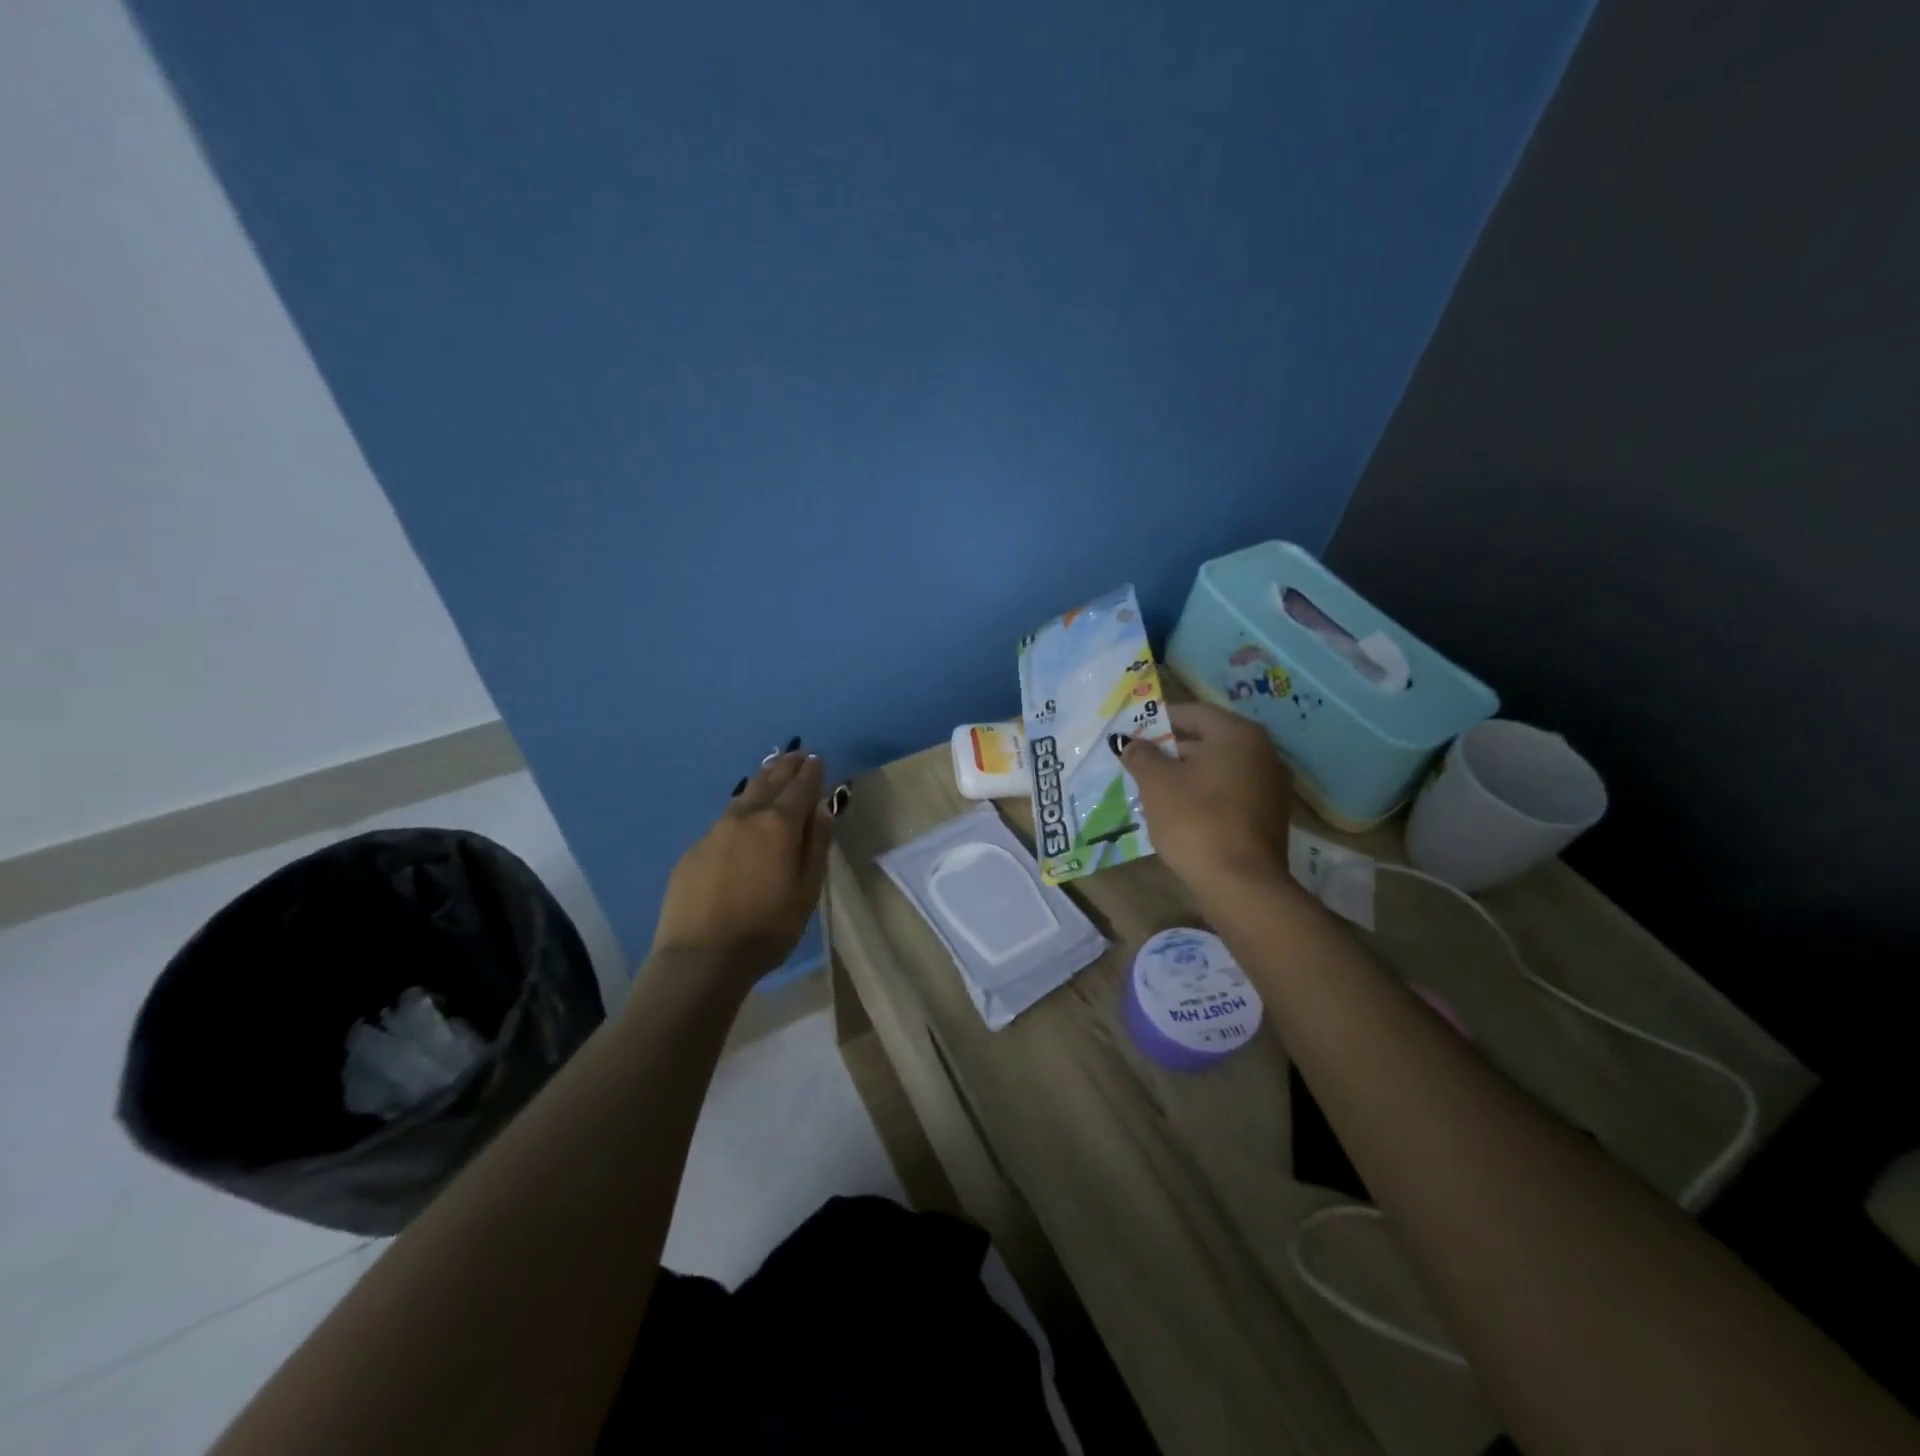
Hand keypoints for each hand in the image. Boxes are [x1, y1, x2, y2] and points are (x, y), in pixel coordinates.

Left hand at [651, 750, 833, 989]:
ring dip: (761, 779)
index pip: (800, 788)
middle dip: (786, 767)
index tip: (817, 758)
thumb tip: (823, 807)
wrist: (701, 957)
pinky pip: (724, 818)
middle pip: (769, 782)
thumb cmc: (767, 928)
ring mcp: (715, 831)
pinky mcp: (694, 849)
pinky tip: (741, 811)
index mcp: (780, 825)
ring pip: (743, 795)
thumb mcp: (807, 891)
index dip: (811, 772)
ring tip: (771, 768)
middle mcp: (746, 817)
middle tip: (796, 753)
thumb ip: (817, 845)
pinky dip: (739, 807)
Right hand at [1119, 702, 1293, 895]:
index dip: (1161, 719)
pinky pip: (1229, 794)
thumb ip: (1141, 755)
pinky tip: (1179, 812)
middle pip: (1209, 741)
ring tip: (1153, 788)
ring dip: (1187, 775)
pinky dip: (1204, 795)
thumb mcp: (1157, 783)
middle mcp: (1262, 753)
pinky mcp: (1268, 816)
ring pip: (1218, 770)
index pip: (1195, 712)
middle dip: (1172, 750)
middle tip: (1139, 761)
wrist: (1241, 883)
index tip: (1135, 730)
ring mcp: (1270, 786)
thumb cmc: (1196, 819)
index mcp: (1238, 735)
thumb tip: (1131, 743)